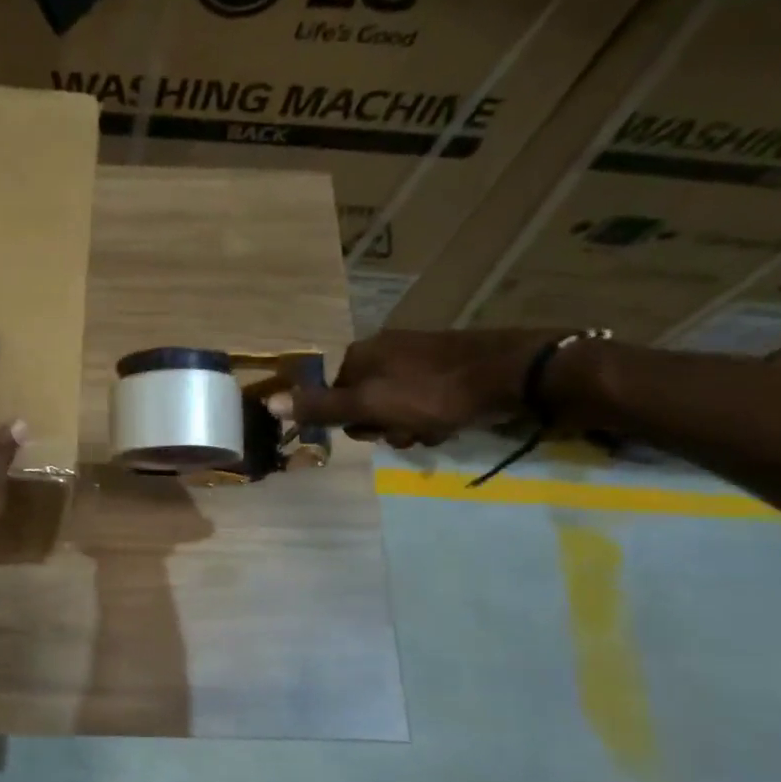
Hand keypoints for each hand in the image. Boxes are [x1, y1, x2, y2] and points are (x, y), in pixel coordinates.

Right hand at [267, 329, 563, 448]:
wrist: (513, 373)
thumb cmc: (433, 393)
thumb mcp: (370, 405)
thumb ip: (322, 406)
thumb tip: (267, 402)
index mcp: (361, 354)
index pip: (334, 397)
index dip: (352, 421)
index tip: (378, 431)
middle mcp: (385, 348)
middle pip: (365, 402)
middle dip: (384, 425)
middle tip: (408, 433)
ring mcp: (418, 354)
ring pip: (395, 404)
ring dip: (409, 426)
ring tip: (433, 431)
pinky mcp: (448, 363)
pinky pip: (423, 398)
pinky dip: (432, 415)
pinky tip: (449, 422)